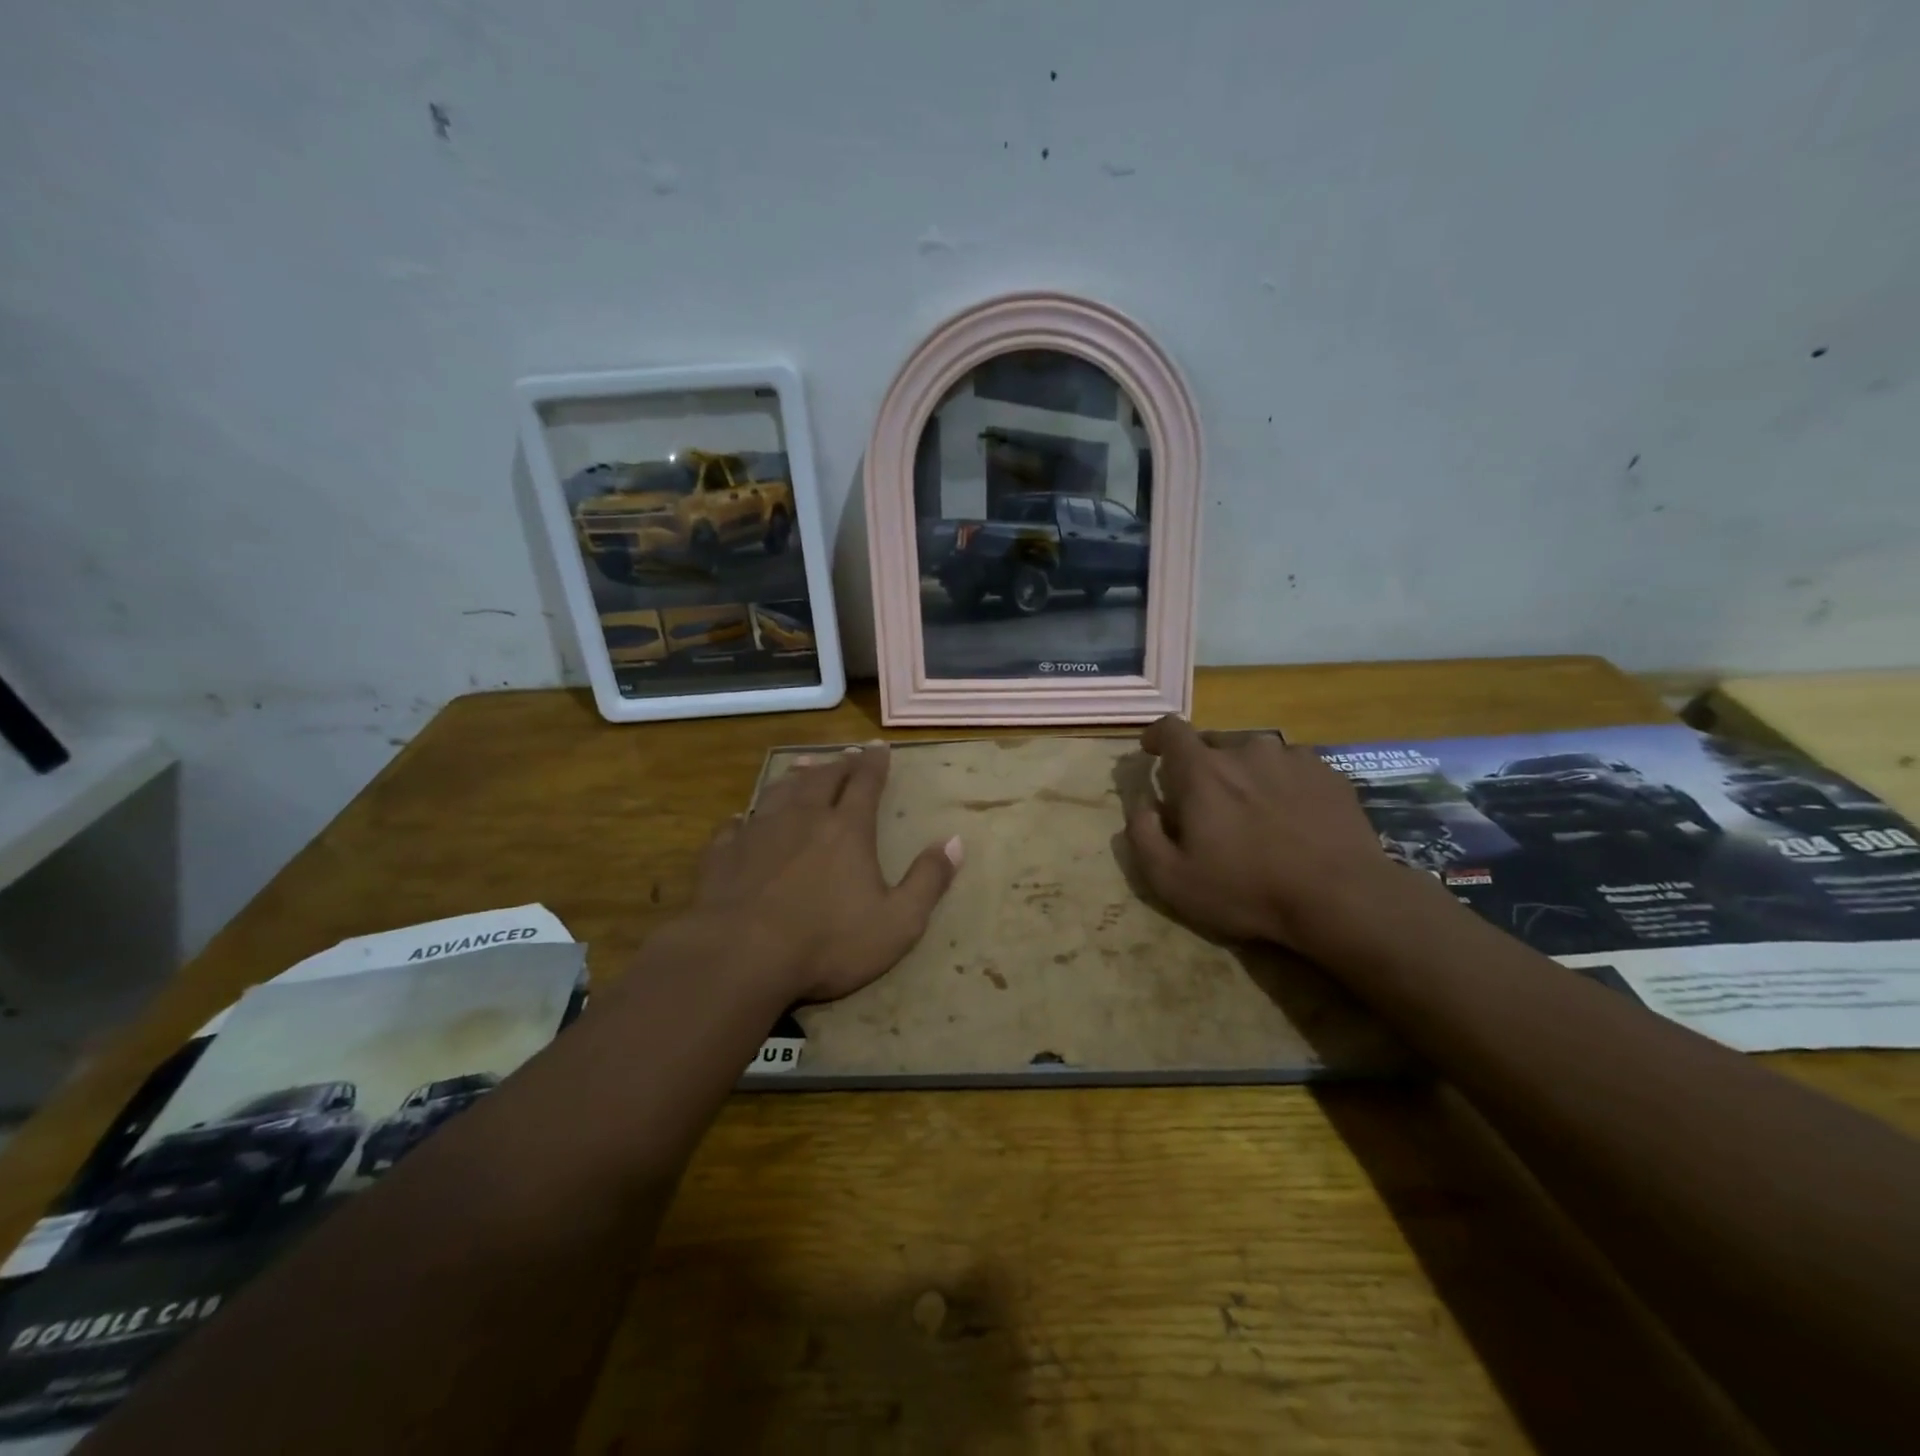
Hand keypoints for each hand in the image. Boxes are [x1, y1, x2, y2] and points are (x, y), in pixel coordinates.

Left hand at [685, 743, 961, 1003]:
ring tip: (804, 766)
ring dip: (796, 777)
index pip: (865, 783)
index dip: (874, 763)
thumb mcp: (897, 922)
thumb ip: (928, 880)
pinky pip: (736, 826)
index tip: (879, 746)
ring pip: (780, 792)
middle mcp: (803, 818)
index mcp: (847, 829)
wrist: (740, 956)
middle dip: (839, 764)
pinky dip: (745, 818)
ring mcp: (759, 832)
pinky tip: (742, 819)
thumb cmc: (827, 942)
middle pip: (823, 779)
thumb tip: (955, 841)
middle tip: (846, 754)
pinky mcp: (724, 854)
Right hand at [1125, 716, 1411, 952]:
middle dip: (1201, 765)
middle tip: (1205, 804)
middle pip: (1212, 742)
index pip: (1170, 728)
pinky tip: (1292, 816)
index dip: (1157, 735)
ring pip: (1254, 754)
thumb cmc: (1247, 890)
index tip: (1152, 751)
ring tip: (1253, 811)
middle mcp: (1245, 749)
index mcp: (1202, 770)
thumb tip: (1140, 801)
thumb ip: (1141, 832)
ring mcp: (1291, 757)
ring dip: (1244, 773)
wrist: (1342, 898)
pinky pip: (1291, 767)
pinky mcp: (1328, 773)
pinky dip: (1281, 783)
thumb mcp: (1171, 878)